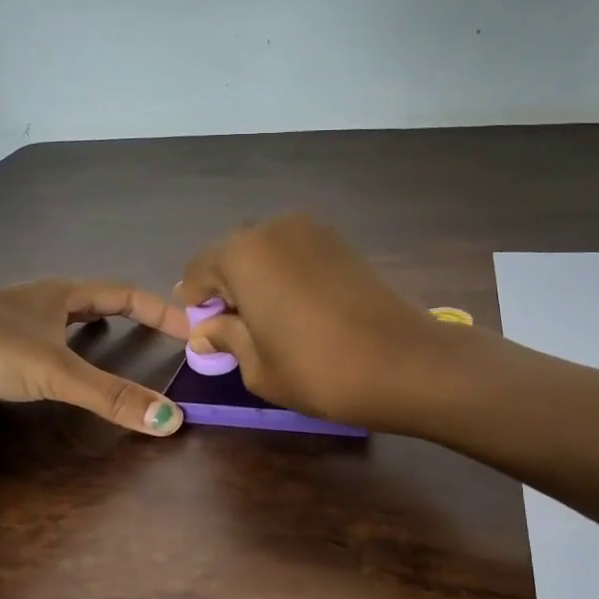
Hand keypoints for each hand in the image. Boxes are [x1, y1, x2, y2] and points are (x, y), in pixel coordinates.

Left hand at [0, 279, 189, 434]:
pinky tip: (59, 371)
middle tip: (160, 334)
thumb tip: (172, 421)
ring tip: (117, 346)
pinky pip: (42, 345)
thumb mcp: (55, 372)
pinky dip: (64, 353)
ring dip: (94, 331)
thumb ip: (112, 396)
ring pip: (64, 322)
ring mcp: (11, 322)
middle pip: (95, 301)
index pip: (124, 293)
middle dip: (130, 314)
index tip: (191, 326)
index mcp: (59, 293)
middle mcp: (37, 300)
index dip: (160, 309)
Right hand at [176, 215, 452, 429]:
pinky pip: (296, 254)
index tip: (202, 334)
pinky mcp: (341, 243)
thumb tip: (207, 330)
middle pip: (232, 254)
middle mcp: (273, 229)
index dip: (194, 303)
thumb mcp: (258, 366)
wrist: (404, 363)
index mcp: (242, 254)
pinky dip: (286, 275)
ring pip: (266, 251)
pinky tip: (299, 311)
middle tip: (234, 329)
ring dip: (257, 279)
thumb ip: (226, 338)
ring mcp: (312, 231)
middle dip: (226, 288)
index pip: (198, 270)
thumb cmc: (318, 370)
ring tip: (269, 322)